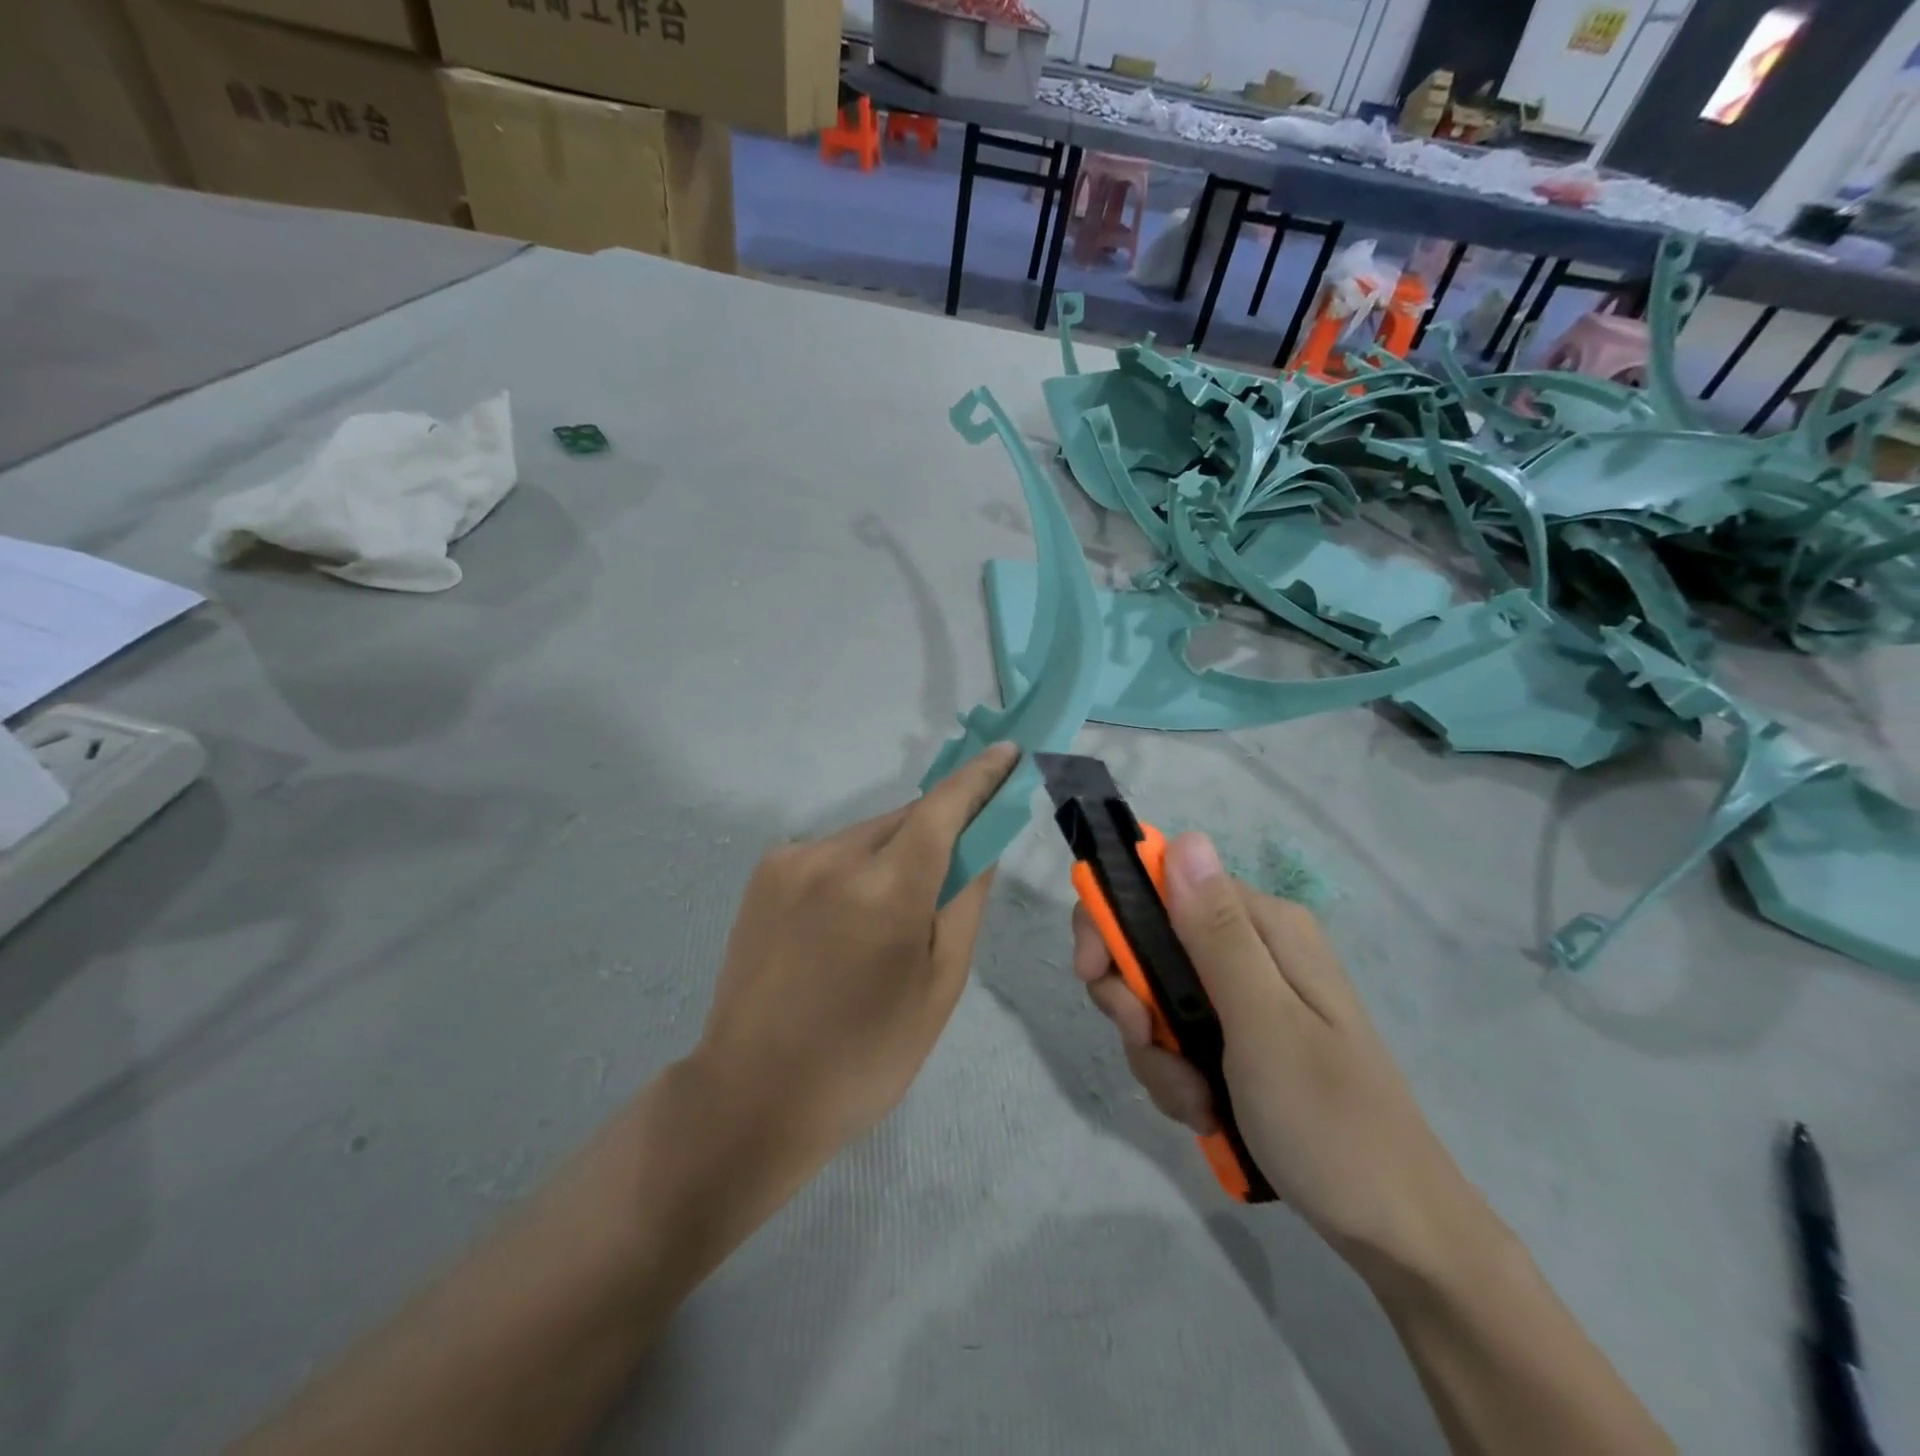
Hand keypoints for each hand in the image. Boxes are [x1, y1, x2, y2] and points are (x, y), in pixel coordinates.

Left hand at [693, 743, 1018, 1177]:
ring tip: (890, 918)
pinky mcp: (764, 872)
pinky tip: (846, 922)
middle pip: (906, 819)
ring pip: (868, 834)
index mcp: (885, 889)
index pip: (944, 807)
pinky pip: (832, 851)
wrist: (752, 1096)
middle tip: (955, 868)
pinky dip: (856, 868)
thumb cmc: (865, 1055)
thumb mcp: (939, 985)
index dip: (980, 777)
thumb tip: (983, 841)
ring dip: (895, 852)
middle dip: (938, 830)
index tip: (1008, 753)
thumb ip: (966, 900)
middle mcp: (833, 856)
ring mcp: (791, 860)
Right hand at [1072, 832, 1482, 1274]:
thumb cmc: (1331, 1124)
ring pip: (1157, 1000)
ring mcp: (1245, 998)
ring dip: (1156, 1053)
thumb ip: (1216, 934)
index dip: (1114, 921)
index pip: (1162, 886)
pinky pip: (1177, 1040)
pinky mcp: (1240, 1041)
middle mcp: (1252, 950)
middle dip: (1134, 1001)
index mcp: (1265, 928)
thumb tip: (1184, 838)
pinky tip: (1204, 1111)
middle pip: (1150, 945)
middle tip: (1145, 1042)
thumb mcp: (1264, 1025)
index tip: (1092, 974)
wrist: (1394, 1232)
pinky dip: (1175, 1076)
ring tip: (1195, 1101)